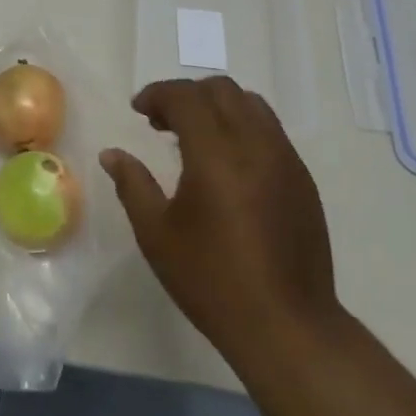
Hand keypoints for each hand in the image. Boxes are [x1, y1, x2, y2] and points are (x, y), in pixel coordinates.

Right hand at [101, 77, 340, 365]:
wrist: (287, 326)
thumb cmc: (212, 280)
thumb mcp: (157, 234)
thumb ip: (132, 185)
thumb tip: (112, 154)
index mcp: (216, 154)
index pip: (186, 96)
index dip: (157, 94)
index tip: (138, 110)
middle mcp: (255, 145)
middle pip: (221, 89)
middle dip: (186, 95)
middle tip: (161, 122)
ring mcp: (286, 160)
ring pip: (251, 104)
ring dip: (217, 107)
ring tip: (194, 138)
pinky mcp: (303, 179)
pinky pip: (270, 130)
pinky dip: (242, 127)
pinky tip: (226, 164)